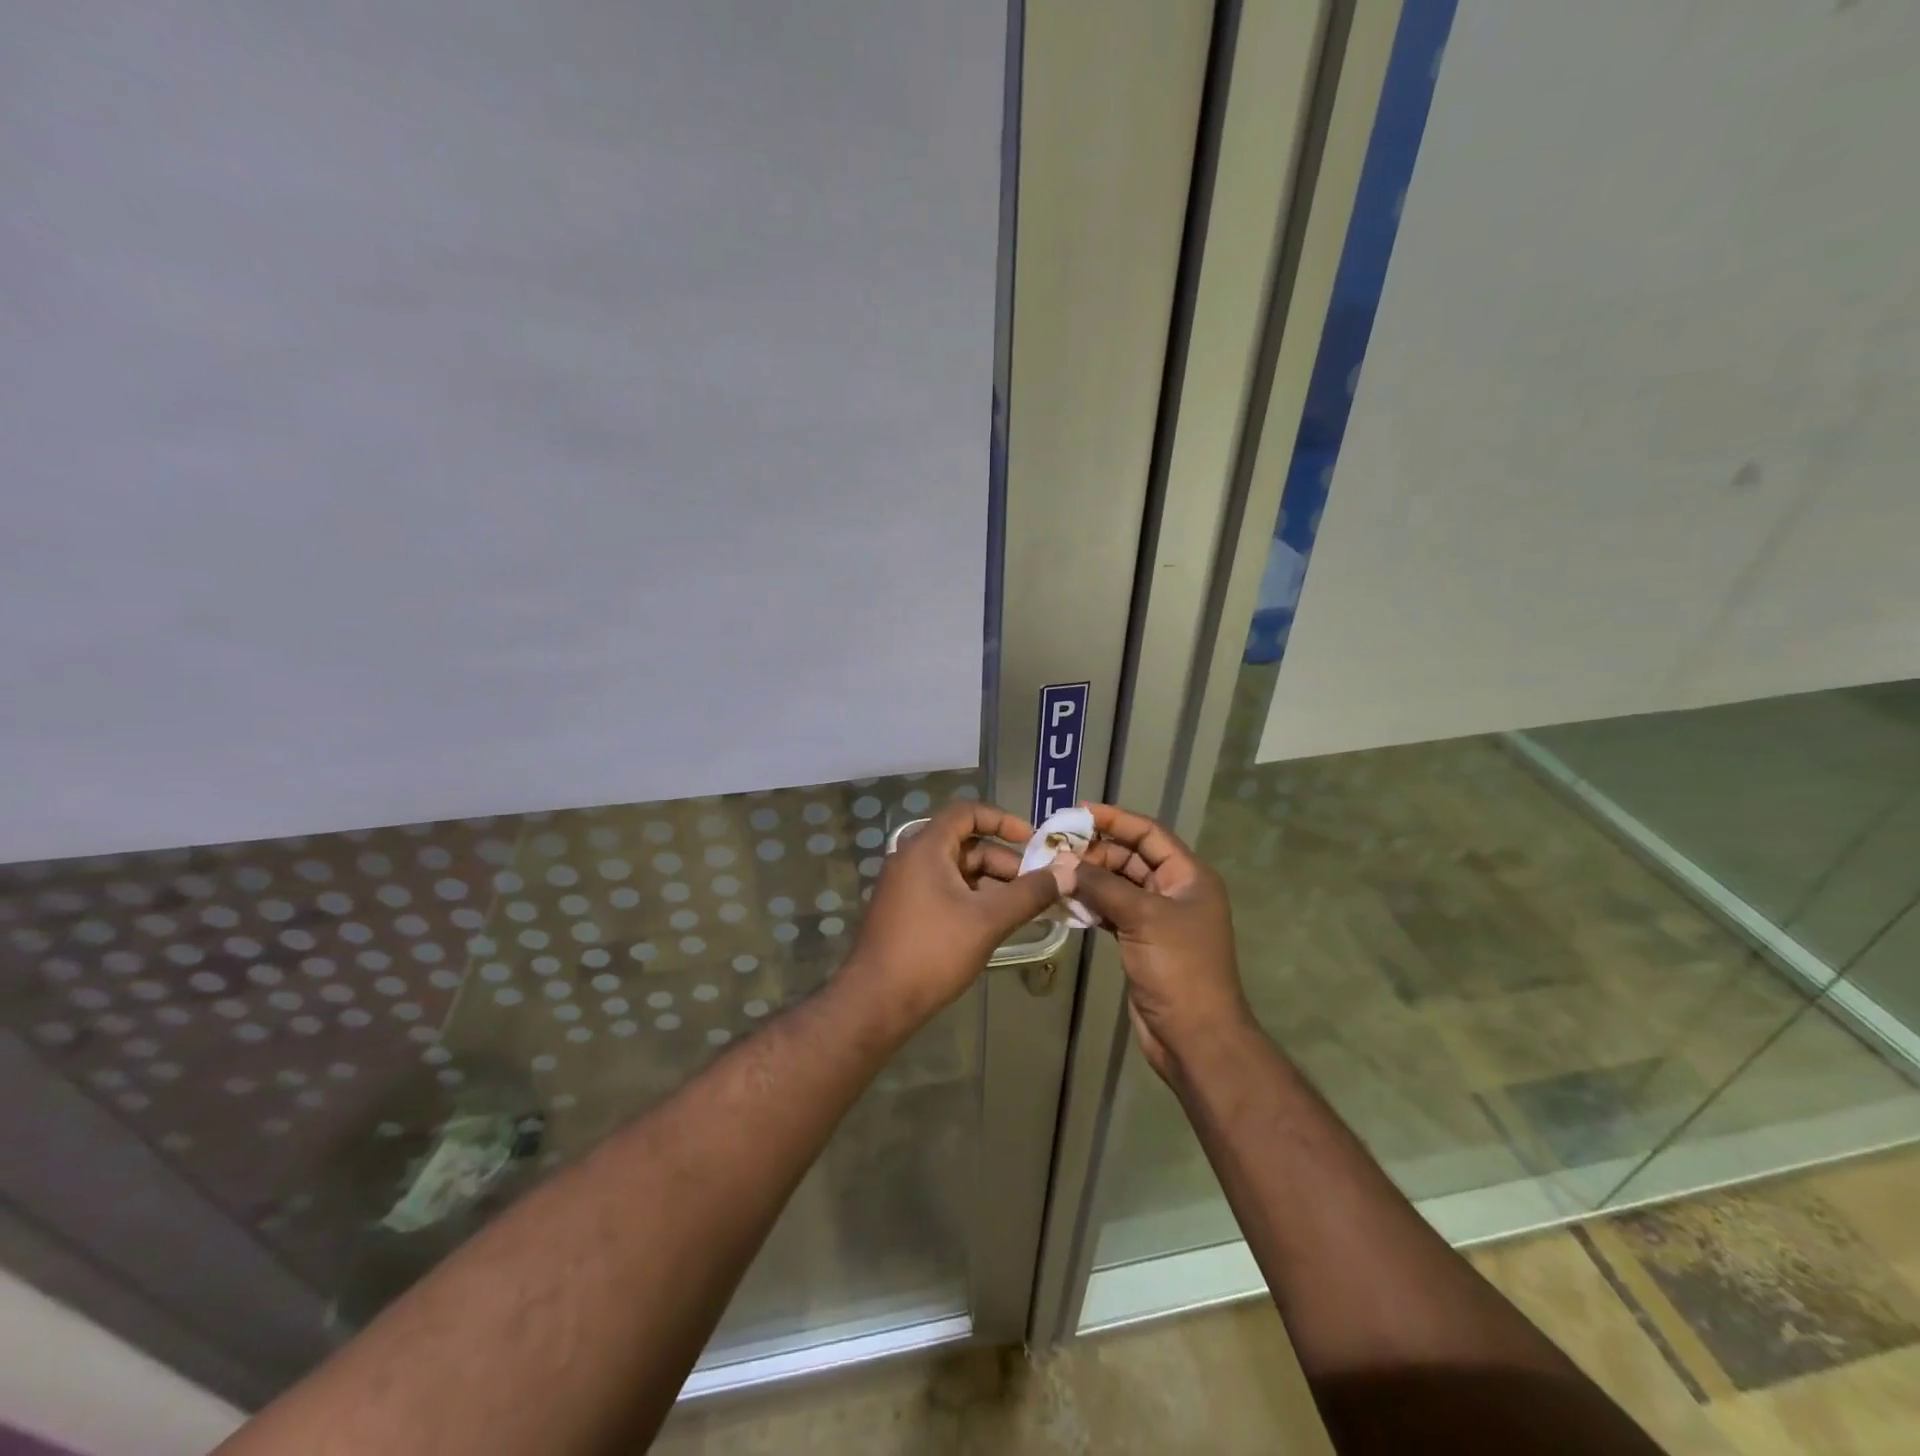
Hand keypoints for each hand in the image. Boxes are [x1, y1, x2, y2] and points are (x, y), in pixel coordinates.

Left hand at [840, 801, 1063, 1031]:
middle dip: (1003, 861)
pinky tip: (993, 923)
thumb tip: (1069, 873)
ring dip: (990, 883)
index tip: (1032, 840)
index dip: (1002, 820)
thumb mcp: (988, 920)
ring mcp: (904, 886)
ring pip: (956, 871)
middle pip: (964, 844)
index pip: (966, 812)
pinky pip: (943, 891)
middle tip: (1035, 886)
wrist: (876, 1001)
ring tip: (1022, 908)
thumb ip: (1030, 893)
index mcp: (925, 848)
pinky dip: (971, 898)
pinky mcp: (903, 911)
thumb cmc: (933, 951)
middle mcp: (911, 858)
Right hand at [1066, 803, 1254, 1080]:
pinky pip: (1112, 911)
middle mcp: (1175, 891)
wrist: (1194, 1036)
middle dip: (1096, 851)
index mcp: (1189, 876)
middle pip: (1132, 857)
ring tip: (1054, 871)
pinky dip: (1091, 905)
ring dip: (1090, 878)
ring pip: (1119, 885)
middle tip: (1057, 848)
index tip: (1079, 812)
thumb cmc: (1179, 968)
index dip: (1116, 819)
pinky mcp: (1141, 941)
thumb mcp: (1142, 918)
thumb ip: (1102, 886)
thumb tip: (1063, 862)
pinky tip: (1065, 901)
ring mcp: (1158, 918)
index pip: (1150, 834)